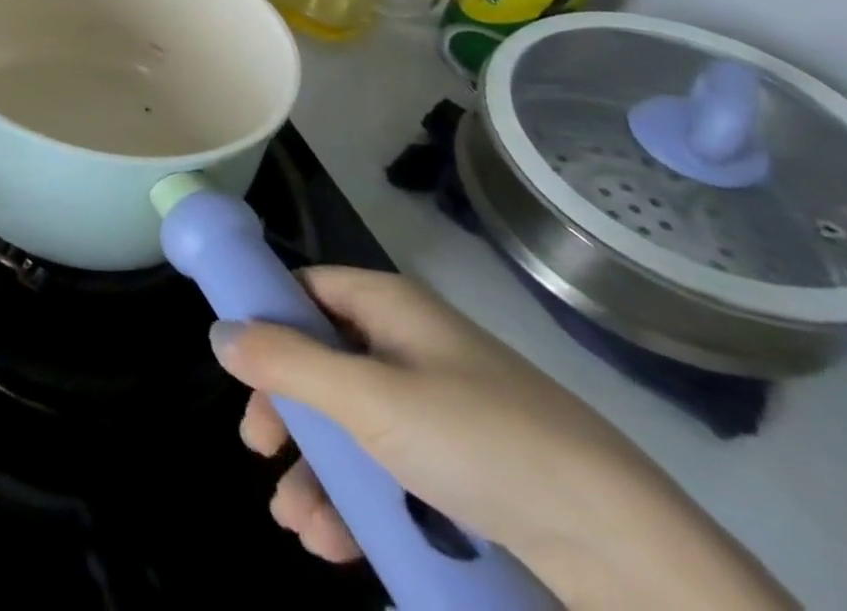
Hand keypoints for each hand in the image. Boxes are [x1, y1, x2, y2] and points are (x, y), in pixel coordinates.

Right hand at [210, 267, 793, 610]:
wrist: (629, 556)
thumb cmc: (480, 443)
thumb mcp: (368, 400)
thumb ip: (286, 363)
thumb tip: (216, 332)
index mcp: (390, 306)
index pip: (306, 290)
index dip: (266, 321)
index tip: (238, 368)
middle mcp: (411, 346)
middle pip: (323, 362)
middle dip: (287, 413)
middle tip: (259, 450)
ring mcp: (442, 410)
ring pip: (354, 426)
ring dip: (318, 473)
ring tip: (299, 527)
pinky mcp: (468, 471)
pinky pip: (393, 469)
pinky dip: (360, 502)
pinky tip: (337, 544)